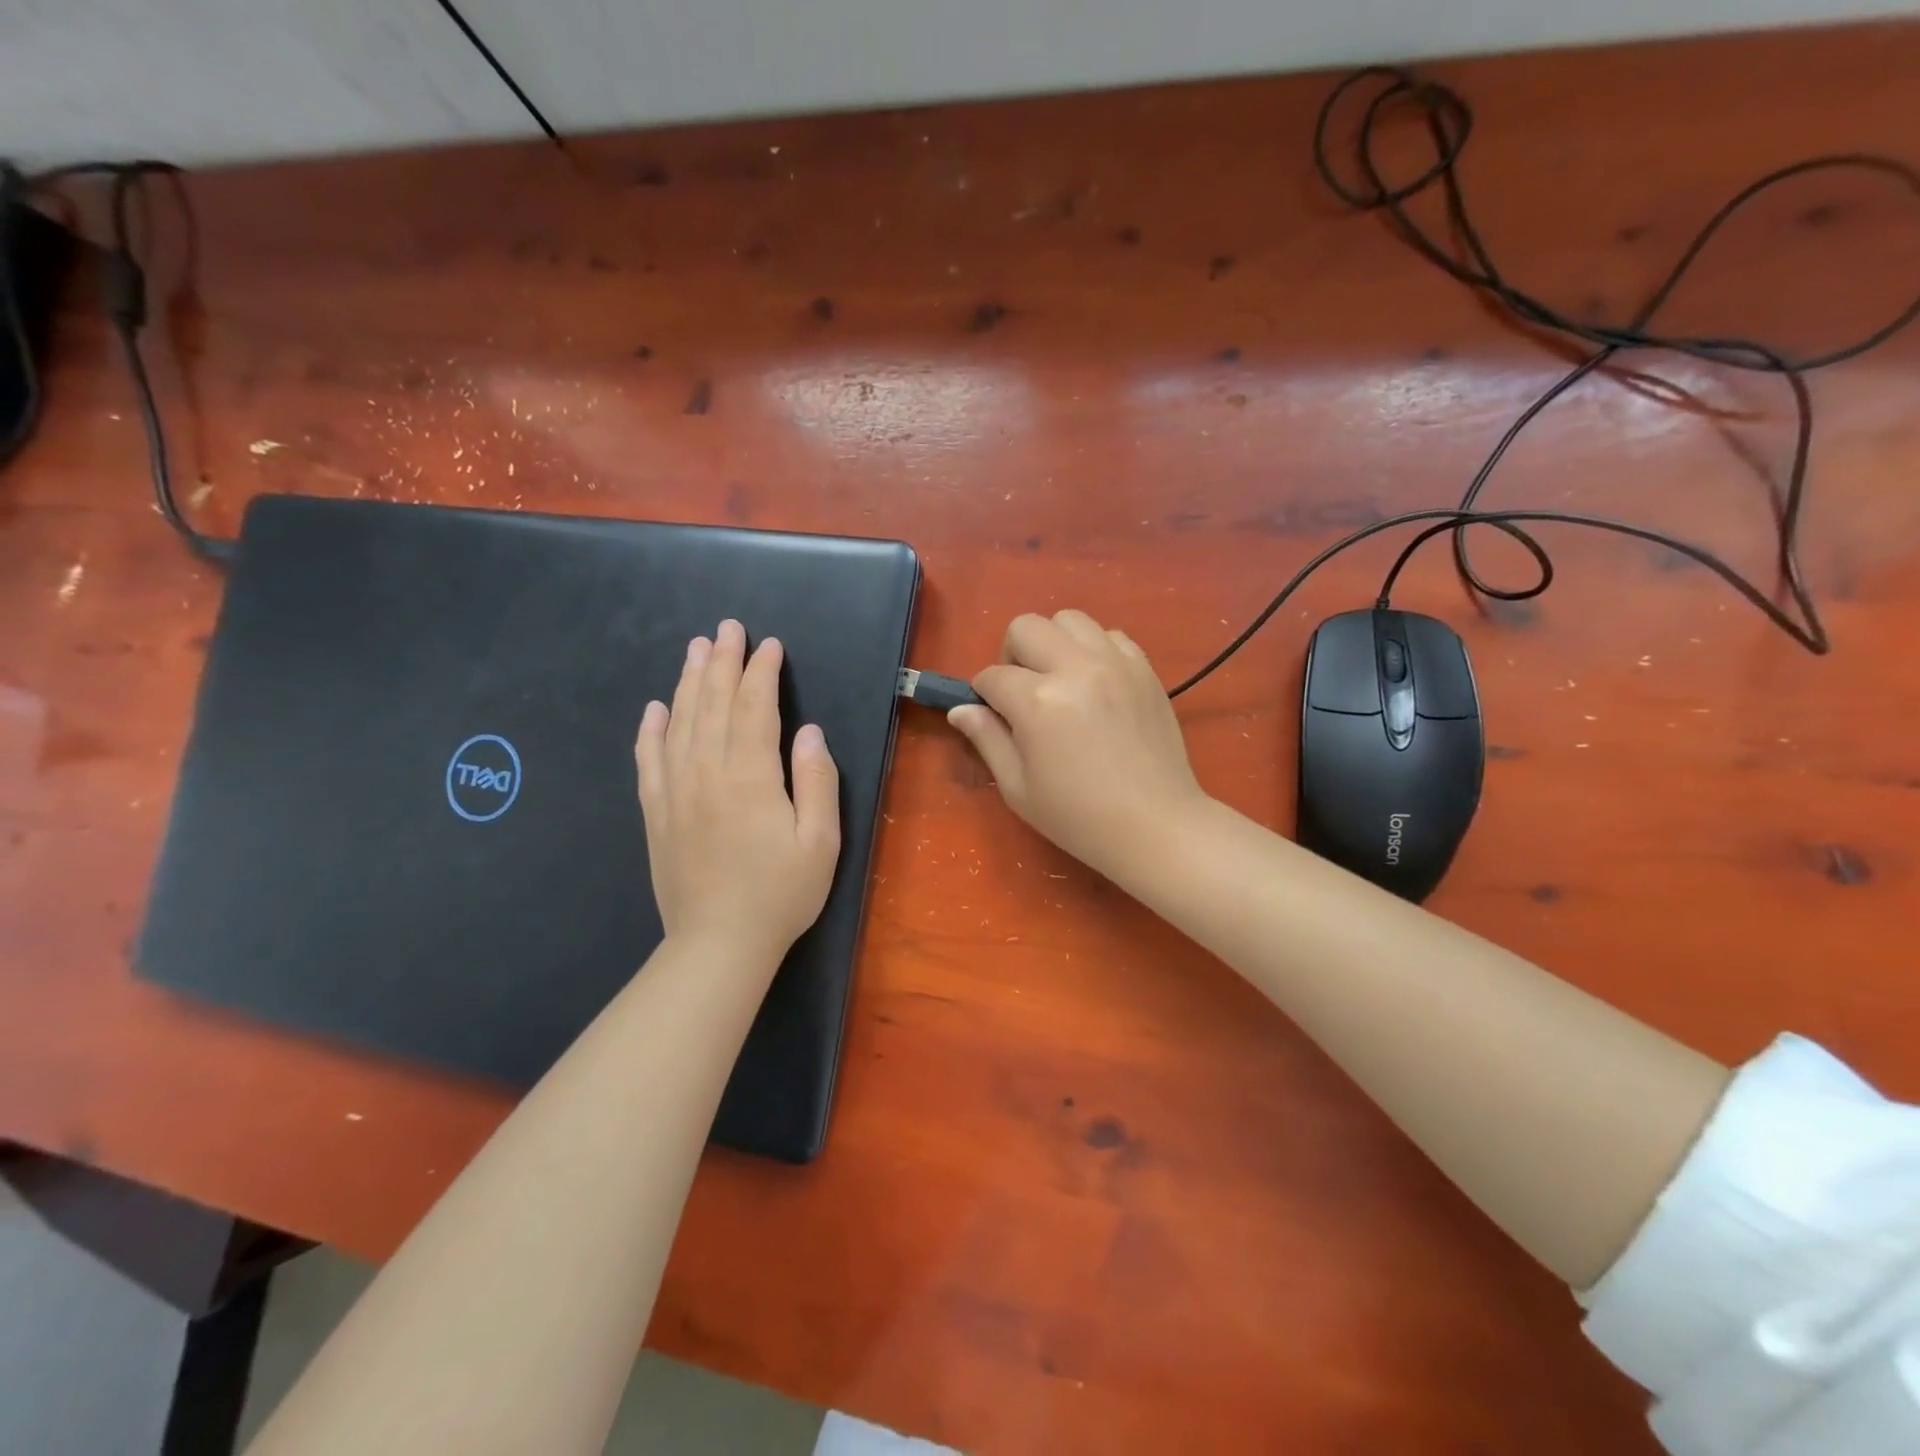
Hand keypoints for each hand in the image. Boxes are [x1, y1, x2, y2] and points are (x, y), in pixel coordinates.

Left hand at [635, 620, 841, 966]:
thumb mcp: (821, 840)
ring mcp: (675, 792)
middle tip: (726, 628)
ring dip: (688, 682)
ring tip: (695, 649)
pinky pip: (648, 760)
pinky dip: (650, 730)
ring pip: (679, 723)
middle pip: (712, 704)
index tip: (768, 644)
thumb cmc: (780, 893)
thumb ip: (816, 780)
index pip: (755, 708)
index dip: (761, 672)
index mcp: (750, 776)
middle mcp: (706, 772)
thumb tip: (809, 731)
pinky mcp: (656, 813)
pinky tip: (654, 708)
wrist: (718, 944)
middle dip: (722, 662)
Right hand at [948, 609, 1206, 882]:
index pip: (992, 676)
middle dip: (1012, 655)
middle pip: (1026, 627)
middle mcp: (1075, 669)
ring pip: (1070, 620)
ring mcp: (1115, 663)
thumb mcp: (1018, 788)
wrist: (1155, 825)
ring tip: (1060, 680)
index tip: (993, 716)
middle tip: (1023, 692)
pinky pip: (1110, 635)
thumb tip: (961, 709)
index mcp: (1038, 702)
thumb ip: (987, 739)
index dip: (983, 695)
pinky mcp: (1144, 669)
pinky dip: (1094, 650)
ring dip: (1054, 643)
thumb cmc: (1078, 817)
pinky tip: (1095, 684)